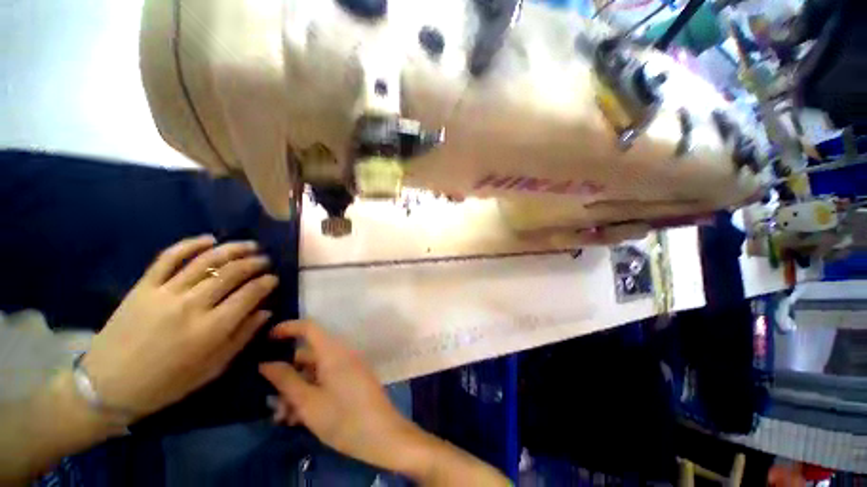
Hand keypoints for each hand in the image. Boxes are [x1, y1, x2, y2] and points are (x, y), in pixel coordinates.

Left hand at [83, 235, 277, 420]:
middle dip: (254, 263)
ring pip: (206, 261)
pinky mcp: (143, 286)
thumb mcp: (212, 369)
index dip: (266, 283)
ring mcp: (165, 293)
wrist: (108, 386)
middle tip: (265, 260)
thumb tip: (266, 312)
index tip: (274, 279)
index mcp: (210, 329)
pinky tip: (209, 239)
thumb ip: (242, 337)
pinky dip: (190, 244)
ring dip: (232, 249)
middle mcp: (191, 306)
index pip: (249, 295)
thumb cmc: (166, 384)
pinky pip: (169, 258)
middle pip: (231, 273)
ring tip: (249, 245)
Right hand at [260, 321, 415, 470]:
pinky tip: (299, 418)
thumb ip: (286, 380)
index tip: (265, 340)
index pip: (309, 327)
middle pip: (309, 355)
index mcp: (333, 351)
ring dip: (297, 391)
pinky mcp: (352, 380)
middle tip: (271, 403)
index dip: (287, 328)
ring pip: (315, 372)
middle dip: (287, 376)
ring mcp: (349, 367)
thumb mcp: (308, 402)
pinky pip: (326, 380)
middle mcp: (342, 354)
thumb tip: (266, 364)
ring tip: (284, 418)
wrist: (381, 435)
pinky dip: (311, 394)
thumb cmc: (342, 417)